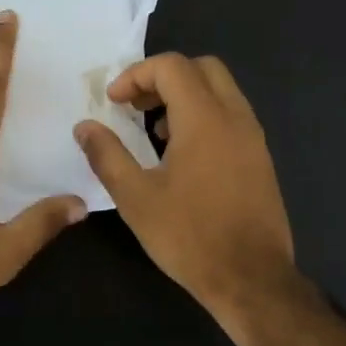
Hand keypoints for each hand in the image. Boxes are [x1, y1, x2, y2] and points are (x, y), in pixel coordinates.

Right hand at [74, 53, 296, 319]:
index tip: (113, 103)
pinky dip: (204, 116)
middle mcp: (235, 117)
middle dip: (163, 78)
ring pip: (221, 91)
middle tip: (135, 107)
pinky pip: (231, 116)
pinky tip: (183, 156)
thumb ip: (107, 155)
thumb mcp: (135, 198)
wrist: (251, 278)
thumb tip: (84, 127)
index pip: (171, 66)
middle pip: (202, 68)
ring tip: (154, 132)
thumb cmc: (189, 237)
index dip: (136, 75)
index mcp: (204, 119)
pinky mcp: (260, 159)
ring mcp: (253, 138)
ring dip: (185, 97)